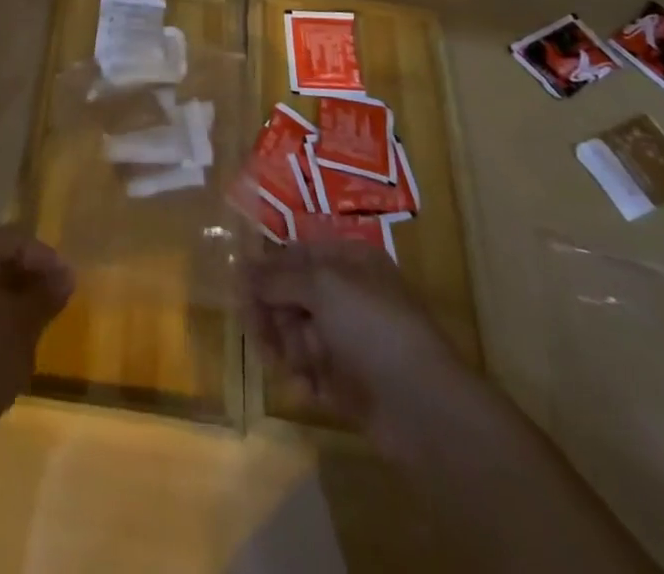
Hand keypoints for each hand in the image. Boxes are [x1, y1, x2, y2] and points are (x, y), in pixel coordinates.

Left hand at [0, 225, 73, 445]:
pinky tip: (8, 346)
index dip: (46, 258)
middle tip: (55, 301)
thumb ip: (46, 295)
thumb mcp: (24, 326)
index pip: (16, 239)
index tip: (68, 283)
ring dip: (12, 299)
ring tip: (36, 324)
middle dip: (29, 277)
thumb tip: (66, 276)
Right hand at [243, 240, 471, 461]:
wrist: (425, 408)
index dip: (266, 270)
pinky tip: (308, 390)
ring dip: (287, 349)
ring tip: (292, 368)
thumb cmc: (373, 328)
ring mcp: (351, 339)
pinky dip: (305, 379)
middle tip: (259, 335)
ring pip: (298, 334)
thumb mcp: (321, 286)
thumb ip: (276, 276)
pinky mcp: (351, 381)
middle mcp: (349, 295)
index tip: (238, 290)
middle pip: (293, 295)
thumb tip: (239, 266)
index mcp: (349, 261)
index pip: (295, 254)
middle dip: (273, 315)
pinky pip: (313, 371)